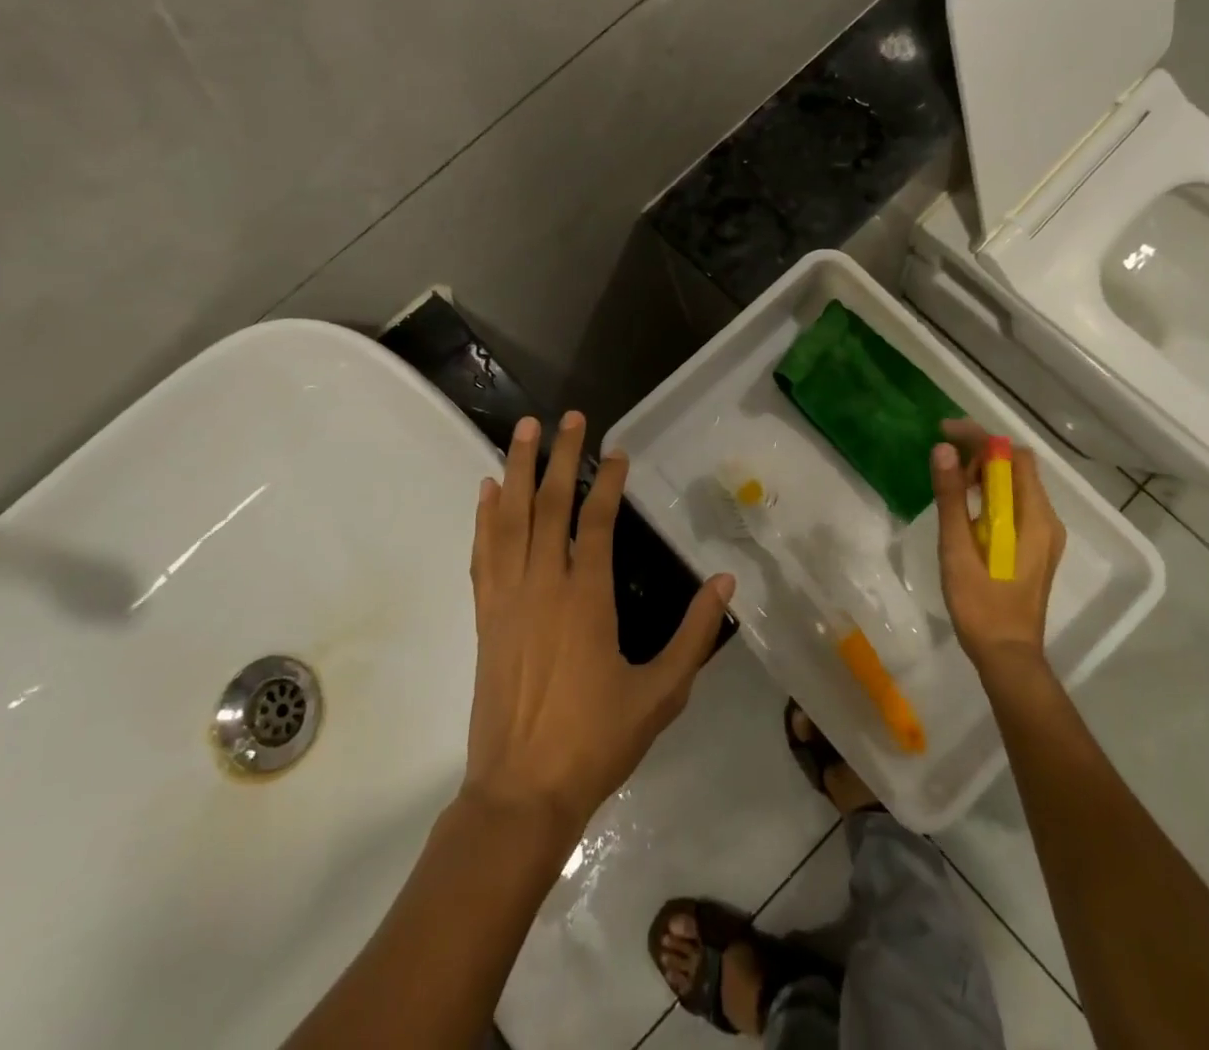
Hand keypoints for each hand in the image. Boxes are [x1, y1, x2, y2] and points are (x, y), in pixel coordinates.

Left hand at [462, 412, 734, 839]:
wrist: (521, 792)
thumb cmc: (596, 741)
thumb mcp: (661, 692)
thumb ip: (694, 634)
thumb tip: (725, 582)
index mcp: (587, 599)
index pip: (597, 522)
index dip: (608, 482)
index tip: (617, 451)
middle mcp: (543, 585)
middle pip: (548, 505)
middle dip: (559, 456)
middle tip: (567, 417)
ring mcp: (508, 597)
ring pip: (509, 519)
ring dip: (516, 470)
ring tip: (523, 431)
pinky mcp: (486, 615)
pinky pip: (483, 553)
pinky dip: (484, 517)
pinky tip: (487, 491)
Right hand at [931, 418, 1067, 675]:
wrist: (1007, 656)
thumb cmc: (981, 605)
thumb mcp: (958, 549)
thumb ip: (952, 498)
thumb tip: (942, 450)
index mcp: (1034, 518)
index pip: (1014, 457)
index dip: (980, 438)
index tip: (944, 432)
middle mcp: (1047, 520)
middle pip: (1019, 466)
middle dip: (982, 451)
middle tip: (943, 456)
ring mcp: (1045, 534)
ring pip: (1018, 484)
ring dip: (987, 471)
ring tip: (950, 477)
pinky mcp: (1036, 546)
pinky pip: (1018, 503)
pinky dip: (993, 492)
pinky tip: (967, 503)